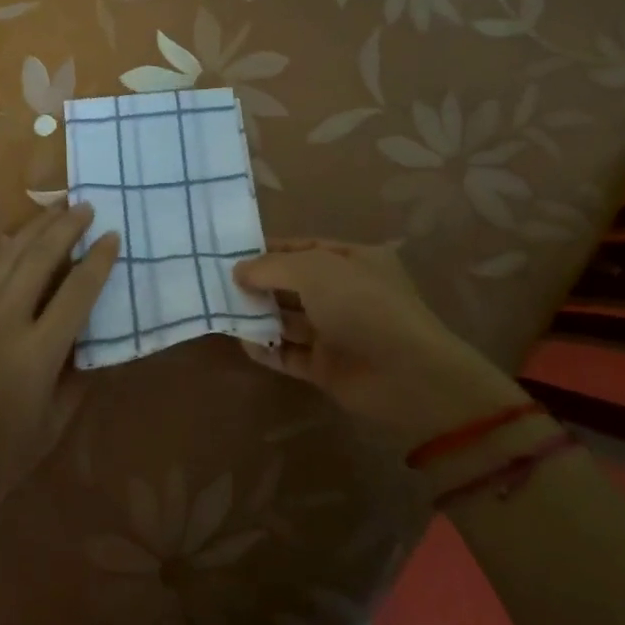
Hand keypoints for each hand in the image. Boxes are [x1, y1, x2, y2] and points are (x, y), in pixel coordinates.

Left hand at [0, 203, 118, 535]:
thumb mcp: (52, 427)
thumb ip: (76, 378)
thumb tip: (91, 342)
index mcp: (37, 352)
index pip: (77, 292)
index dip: (98, 261)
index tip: (112, 236)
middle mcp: (3, 322)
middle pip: (39, 259)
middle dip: (65, 227)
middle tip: (85, 205)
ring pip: (4, 257)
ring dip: (31, 228)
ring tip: (53, 208)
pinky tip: (5, 239)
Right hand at [233, 238, 528, 455]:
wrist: (406, 375)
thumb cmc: (362, 305)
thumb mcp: (314, 270)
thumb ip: (271, 267)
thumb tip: (238, 270)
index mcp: (353, 260)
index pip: (304, 248)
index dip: (269, 250)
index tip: (231, 254)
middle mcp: (345, 293)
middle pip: (294, 284)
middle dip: (260, 283)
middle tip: (218, 284)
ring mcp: (337, 331)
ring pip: (290, 319)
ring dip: (259, 316)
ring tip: (222, 310)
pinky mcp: (328, 367)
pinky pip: (290, 353)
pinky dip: (267, 348)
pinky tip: (241, 342)